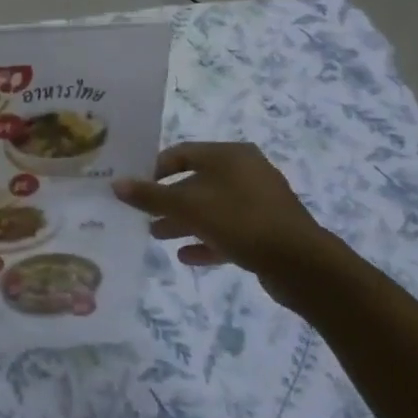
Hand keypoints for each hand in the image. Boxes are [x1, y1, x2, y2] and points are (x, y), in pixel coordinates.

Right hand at [113, 142, 337, 300]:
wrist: (300, 263)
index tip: (135, 188)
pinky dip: (207, 240)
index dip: (155, 169)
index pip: (182, 153)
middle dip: (168, 200)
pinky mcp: (268, 230)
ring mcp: (259, 201)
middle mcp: (246, 171)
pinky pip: (229, 230)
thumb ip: (150, 196)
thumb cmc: (239, 220)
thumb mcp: (187, 206)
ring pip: (212, 207)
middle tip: (143, 215)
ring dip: (184, 221)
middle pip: (196, 181)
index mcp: (229, 155)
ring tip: (157, 236)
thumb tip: (116, 184)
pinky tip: (186, 256)